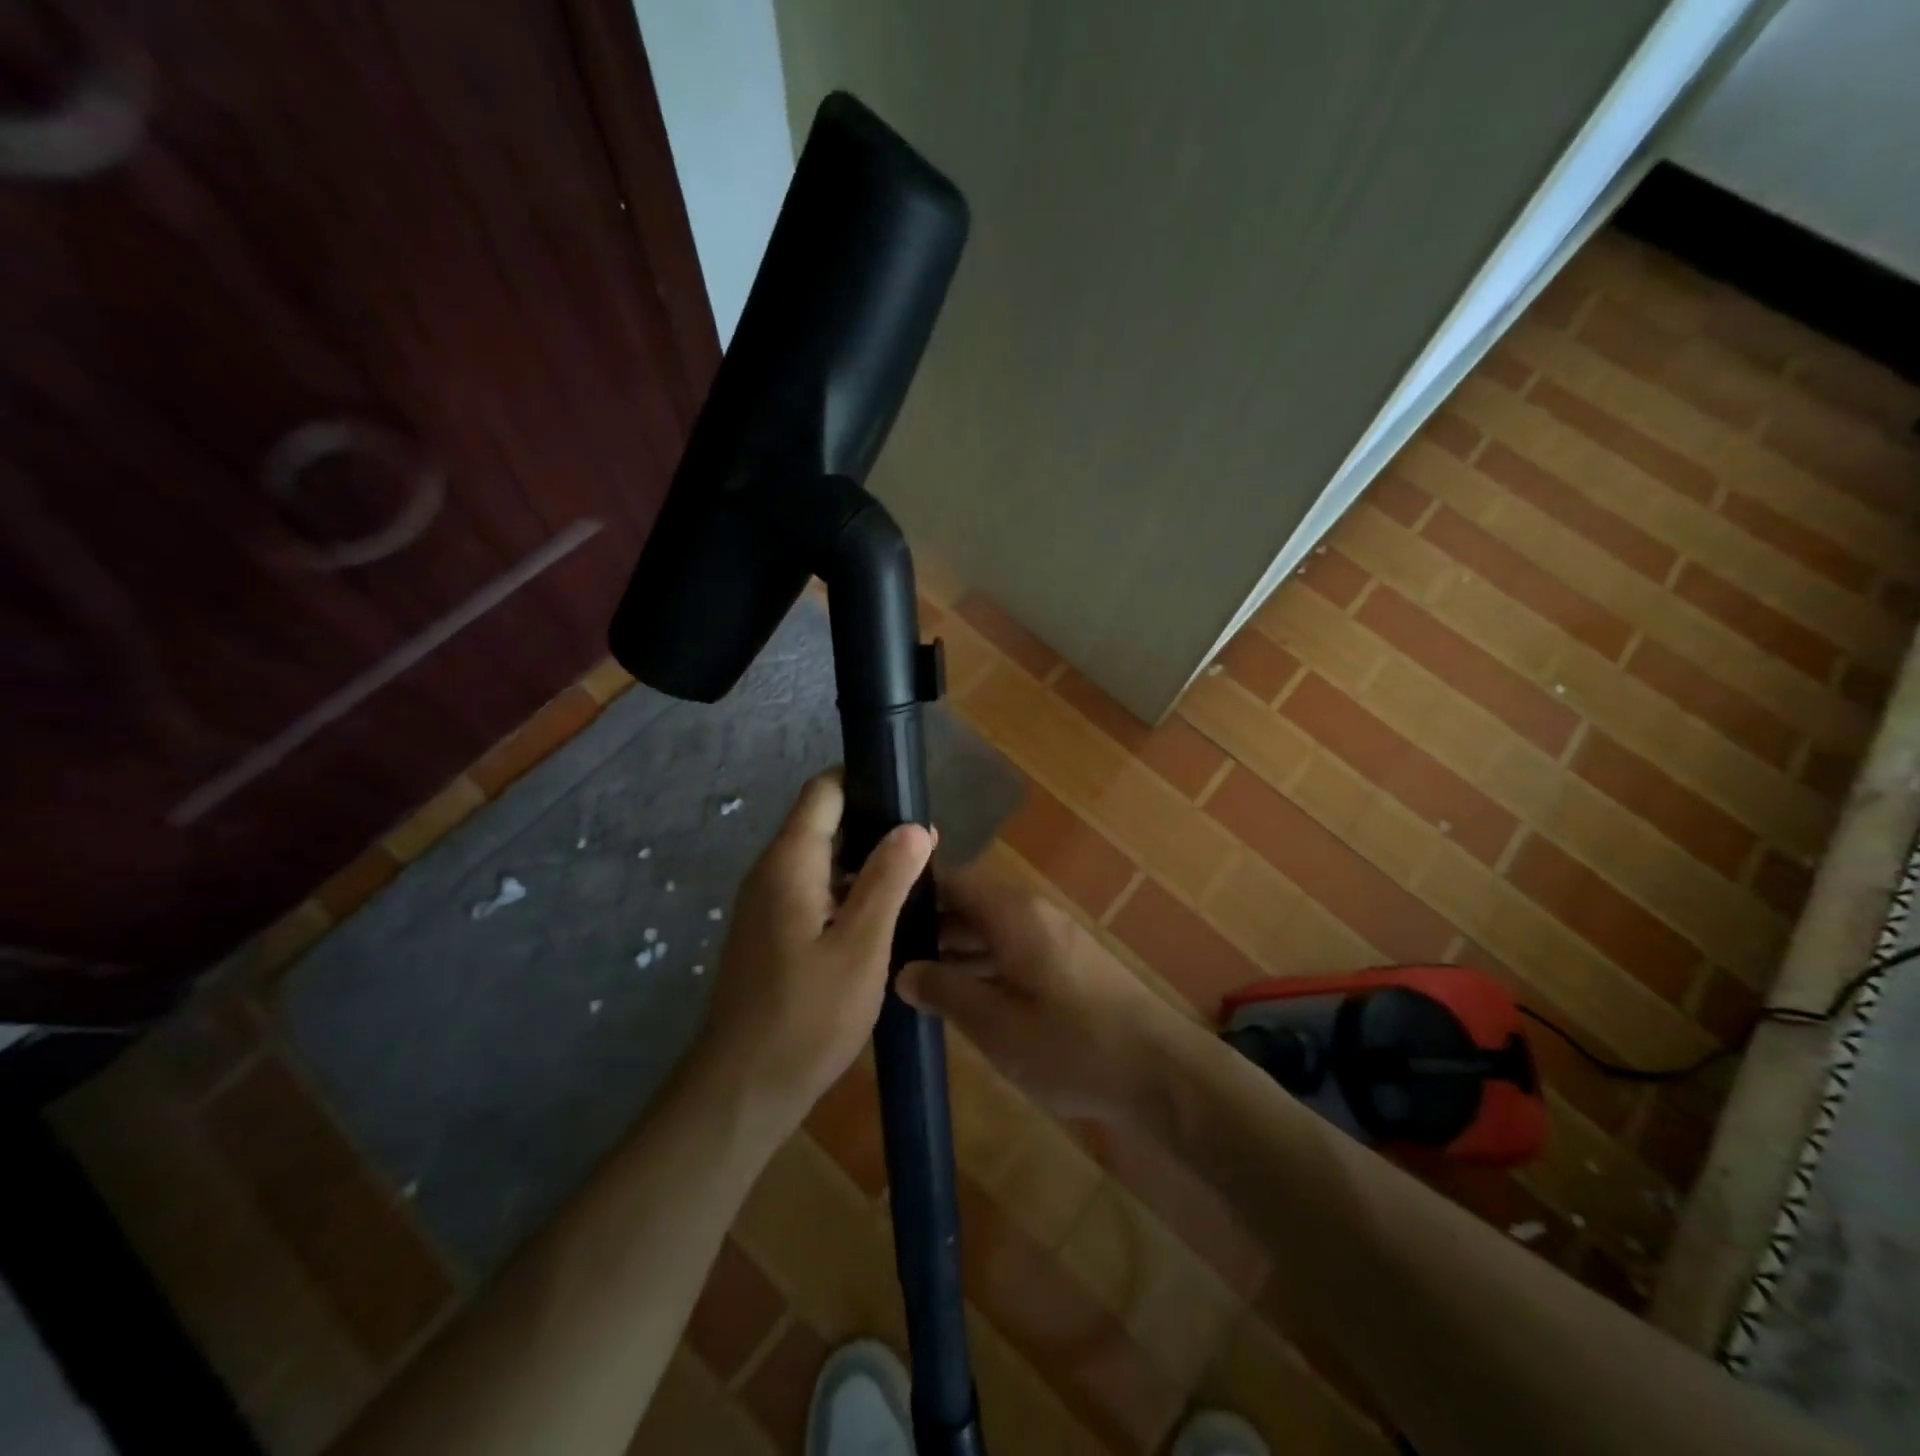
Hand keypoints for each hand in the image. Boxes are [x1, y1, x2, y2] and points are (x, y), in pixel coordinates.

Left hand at [697, 772, 933, 1136]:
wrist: (743, 1089)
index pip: (824, 790)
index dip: (865, 780)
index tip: (910, 794)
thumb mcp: (862, 947)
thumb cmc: (807, 1016)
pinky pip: (814, 891)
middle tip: (927, 847)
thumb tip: (916, 825)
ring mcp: (767, 903)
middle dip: (875, 825)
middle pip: (824, 821)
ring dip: (866, 862)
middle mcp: (772, 872)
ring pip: (822, 859)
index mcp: (790, 862)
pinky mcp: (771, 932)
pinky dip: (848, 891)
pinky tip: (884, 916)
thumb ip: (888, 880)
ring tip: (917, 879)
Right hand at [897, 868, 1188, 1125]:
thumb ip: (945, 991)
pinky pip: (1009, 951)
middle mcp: (1030, 913)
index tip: (871, 907)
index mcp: (1011, 913)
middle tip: (877, 953)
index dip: (910, 890)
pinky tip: (956, 997)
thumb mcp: (995, 1025)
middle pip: (967, 905)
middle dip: (925, 926)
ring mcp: (1050, 938)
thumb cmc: (1071, 1044)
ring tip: (904, 977)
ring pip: (987, 931)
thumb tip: (902, 969)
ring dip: (952, 950)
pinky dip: (980, 966)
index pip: (950, 880)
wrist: (1159, 1071)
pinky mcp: (1064, 964)